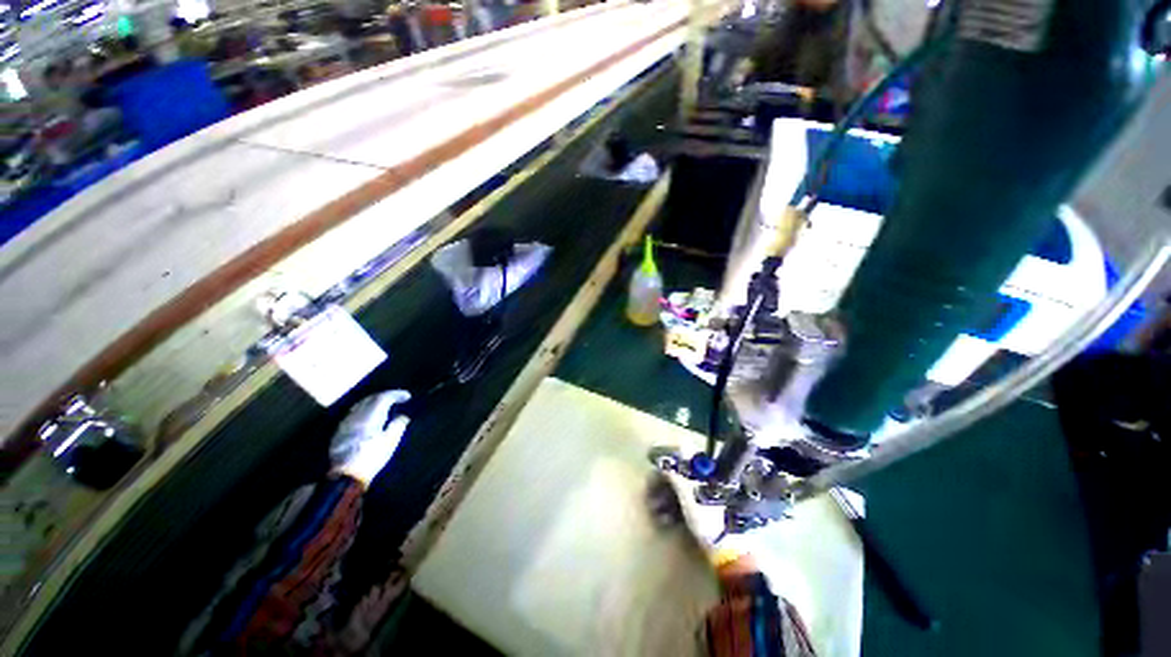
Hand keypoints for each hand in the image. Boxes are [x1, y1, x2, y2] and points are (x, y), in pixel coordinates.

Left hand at [330, 390, 410, 487]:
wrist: (346, 476)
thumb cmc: (372, 457)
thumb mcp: (390, 442)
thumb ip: (398, 425)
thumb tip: (402, 416)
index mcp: (370, 416)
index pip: (383, 397)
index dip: (396, 394)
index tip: (407, 396)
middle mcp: (356, 416)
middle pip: (370, 399)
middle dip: (385, 396)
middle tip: (397, 399)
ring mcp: (346, 423)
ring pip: (360, 405)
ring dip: (374, 402)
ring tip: (384, 406)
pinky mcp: (340, 432)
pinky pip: (354, 414)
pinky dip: (365, 411)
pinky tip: (370, 417)